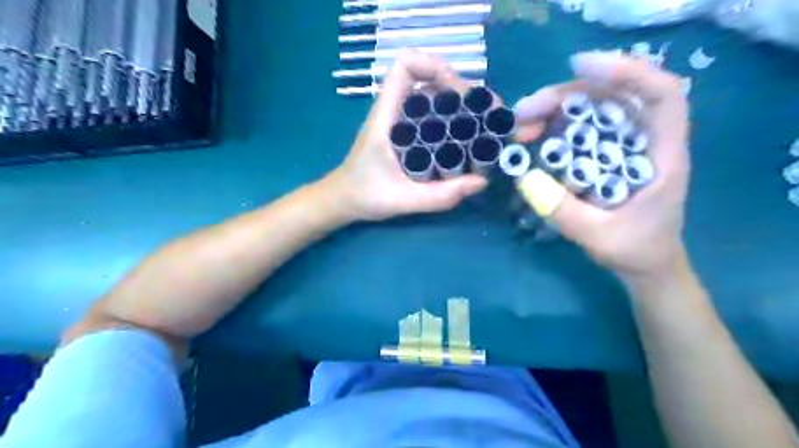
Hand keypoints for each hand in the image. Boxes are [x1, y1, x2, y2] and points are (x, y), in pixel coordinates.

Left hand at [322, 48, 486, 221]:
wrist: (343, 201)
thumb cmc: (364, 196)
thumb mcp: (403, 200)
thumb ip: (439, 196)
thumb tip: (481, 181)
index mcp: (386, 117)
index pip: (404, 66)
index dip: (434, 67)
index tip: (459, 92)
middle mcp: (393, 111)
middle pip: (427, 79)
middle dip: (458, 89)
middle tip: (483, 113)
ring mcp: (398, 121)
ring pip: (431, 97)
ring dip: (458, 104)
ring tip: (482, 123)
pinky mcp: (404, 134)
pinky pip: (430, 115)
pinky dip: (450, 119)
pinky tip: (465, 138)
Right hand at [512, 53, 693, 282]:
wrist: (646, 267)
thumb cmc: (634, 252)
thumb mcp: (598, 238)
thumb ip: (564, 211)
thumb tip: (524, 178)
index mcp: (663, 157)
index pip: (661, 96)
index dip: (626, 72)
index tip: (579, 67)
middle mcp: (645, 142)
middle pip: (613, 98)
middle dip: (568, 95)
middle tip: (524, 112)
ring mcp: (623, 147)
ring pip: (593, 111)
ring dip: (555, 110)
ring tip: (521, 125)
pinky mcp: (605, 157)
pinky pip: (581, 131)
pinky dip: (555, 127)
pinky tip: (533, 136)